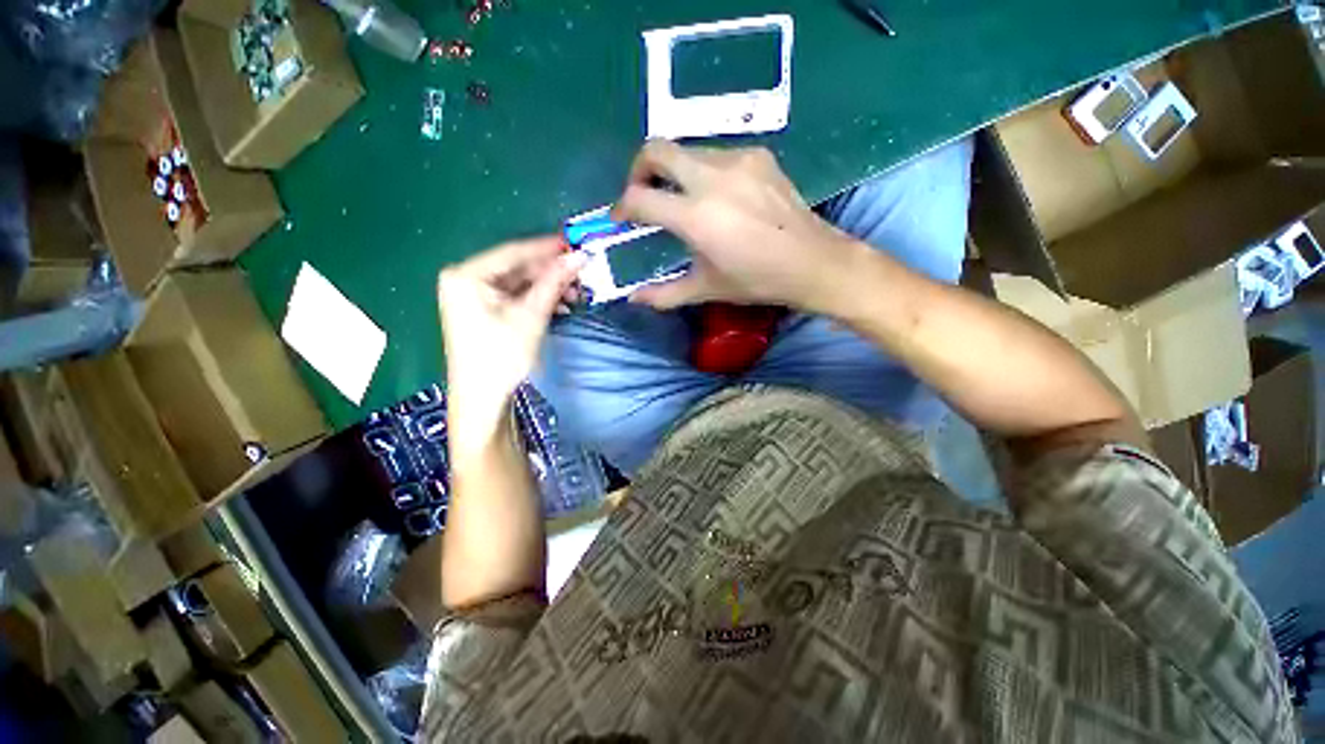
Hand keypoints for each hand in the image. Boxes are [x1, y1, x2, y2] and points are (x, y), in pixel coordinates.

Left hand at [438, 237, 583, 437]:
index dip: (547, 248)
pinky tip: (561, 306)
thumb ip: (554, 282)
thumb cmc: (501, 355)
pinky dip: (539, 300)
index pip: (513, 252)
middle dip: (551, 273)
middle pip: (517, 267)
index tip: (575, 244)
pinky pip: (516, 296)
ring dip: (549, 288)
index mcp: (467, 275)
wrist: (483, 398)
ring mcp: (474, 295)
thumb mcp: (531, 315)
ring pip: (519, 283)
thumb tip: (579, 257)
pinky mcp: (484, 310)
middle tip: (581, 274)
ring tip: (575, 296)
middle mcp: (466, 279)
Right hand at [613, 141, 859, 311]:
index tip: (621, 218)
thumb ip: (664, 294)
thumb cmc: (756, 281)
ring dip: (673, 171)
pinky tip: (717, 196)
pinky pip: (716, 154)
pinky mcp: (758, 155)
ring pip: (687, 149)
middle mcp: (712, 178)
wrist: (813, 262)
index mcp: (696, 216)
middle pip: (656, 149)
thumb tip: (632, 298)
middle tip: (642, 194)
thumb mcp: (706, 289)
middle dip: (639, 169)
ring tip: (681, 199)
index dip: (622, 207)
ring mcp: (738, 161)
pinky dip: (703, 171)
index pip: (640, 198)